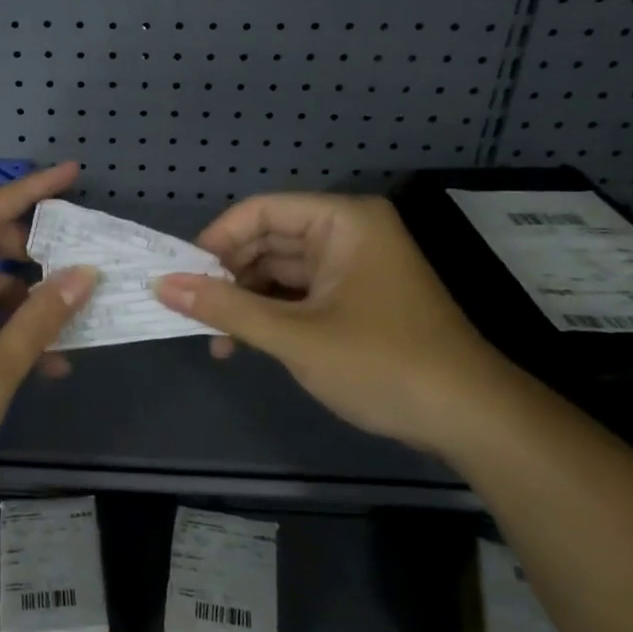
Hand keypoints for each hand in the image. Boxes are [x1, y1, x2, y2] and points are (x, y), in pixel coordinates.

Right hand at [153, 193, 529, 455]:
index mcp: (342, 221)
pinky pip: (299, 294)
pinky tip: (243, 343)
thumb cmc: (382, 363)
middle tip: (191, 312)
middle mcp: (347, 233)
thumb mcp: (295, 336)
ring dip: (246, 301)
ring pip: (279, 270)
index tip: (180, 277)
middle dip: (228, 277)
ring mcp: (353, 267)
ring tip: (214, 338)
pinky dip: (270, 315)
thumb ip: (226, 308)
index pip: (260, 212)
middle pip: (268, 239)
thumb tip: (162, 286)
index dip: (216, 241)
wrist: (470, 420)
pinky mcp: (355, 299)